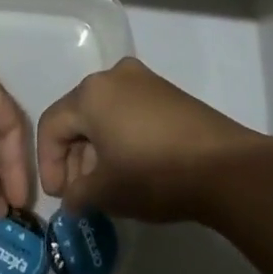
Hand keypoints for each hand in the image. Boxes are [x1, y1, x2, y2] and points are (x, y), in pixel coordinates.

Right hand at [37, 57, 267, 222]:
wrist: (224, 166)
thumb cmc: (153, 173)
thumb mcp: (106, 192)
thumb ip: (78, 194)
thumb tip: (72, 198)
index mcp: (90, 93)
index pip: (52, 125)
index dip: (48, 163)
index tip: (59, 197)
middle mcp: (114, 76)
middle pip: (79, 116)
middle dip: (74, 157)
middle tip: (81, 194)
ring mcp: (144, 81)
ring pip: (105, 114)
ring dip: (98, 149)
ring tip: (107, 186)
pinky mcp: (168, 93)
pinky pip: (130, 112)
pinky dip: (122, 138)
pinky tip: (131, 169)